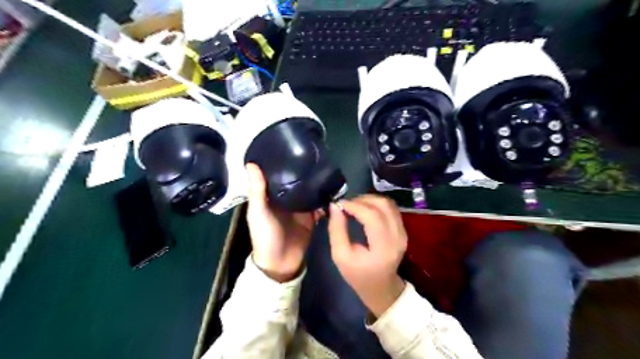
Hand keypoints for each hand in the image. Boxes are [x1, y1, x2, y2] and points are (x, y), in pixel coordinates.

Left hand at [246, 163, 322, 282]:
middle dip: (304, 170)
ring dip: (316, 183)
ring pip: (309, 191)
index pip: (277, 175)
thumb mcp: (258, 212)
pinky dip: (325, 199)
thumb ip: (257, 190)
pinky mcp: (312, 217)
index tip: (291, 145)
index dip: (282, 162)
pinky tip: (333, 188)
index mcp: (271, 196)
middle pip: (296, 181)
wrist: (281, 263)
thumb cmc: (265, 236)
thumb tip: (251, 162)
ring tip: (327, 167)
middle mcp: (286, 199)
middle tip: (315, 154)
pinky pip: (320, 205)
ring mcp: (301, 208)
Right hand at [327, 196, 406, 315]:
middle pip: (383, 205)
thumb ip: (336, 230)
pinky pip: (391, 208)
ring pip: (388, 203)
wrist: (382, 288)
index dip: (355, 205)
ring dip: (369, 199)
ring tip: (354, 205)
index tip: (339, 204)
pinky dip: (376, 204)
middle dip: (361, 200)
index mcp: (383, 248)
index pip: (372, 217)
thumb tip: (335, 206)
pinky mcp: (403, 229)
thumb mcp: (340, 256)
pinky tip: (364, 209)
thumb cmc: (358, 275)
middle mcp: (398, 237)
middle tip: (346, 205)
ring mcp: (403, 232)